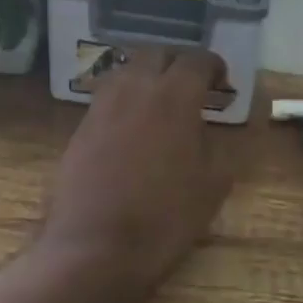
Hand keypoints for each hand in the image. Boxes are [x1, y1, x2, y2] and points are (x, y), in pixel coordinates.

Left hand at [41, 47, 233, 287]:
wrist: (94, 248)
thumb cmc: (164, 218)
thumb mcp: (212, 186)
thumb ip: (218, 147)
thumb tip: (212, 131)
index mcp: (174, 98)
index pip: (196, 61)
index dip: (213, 66)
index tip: (222, 82)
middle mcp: (135, 90)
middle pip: (157, 54)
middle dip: (179, 63)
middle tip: (193, 87)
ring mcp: (102, 106)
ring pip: (127, 70)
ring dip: (148, 76)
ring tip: (161, 101)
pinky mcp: (80, 127)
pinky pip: (107, 97)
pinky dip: (125, 99)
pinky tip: (134, 126)